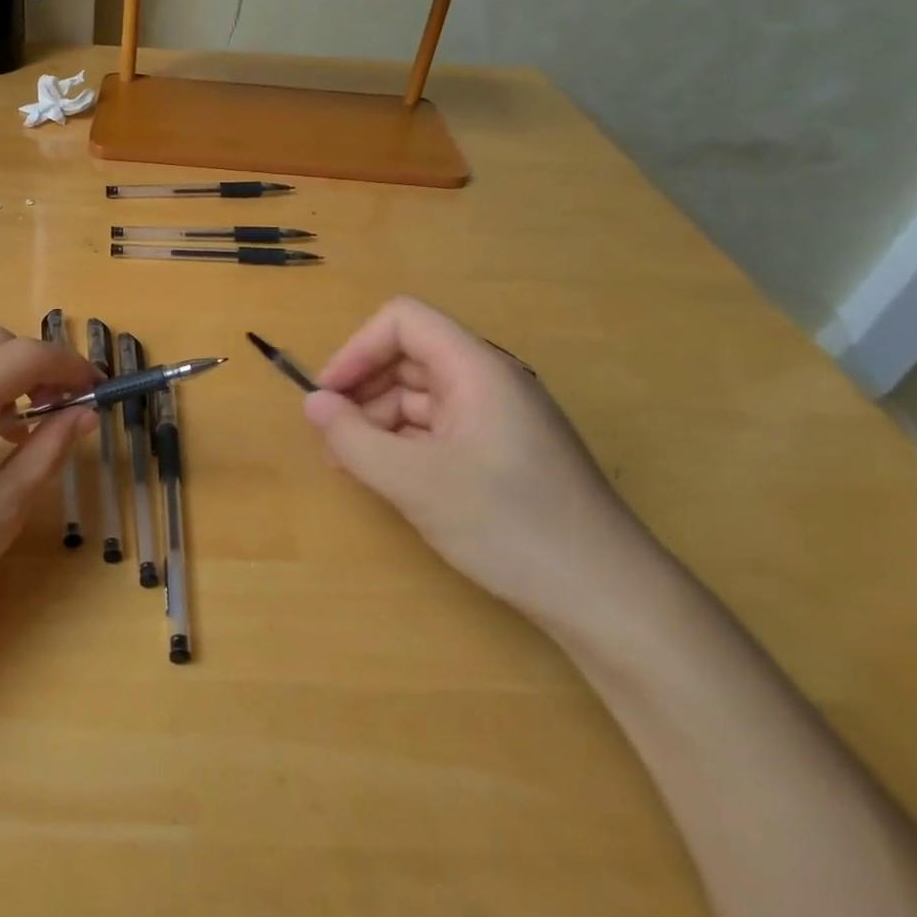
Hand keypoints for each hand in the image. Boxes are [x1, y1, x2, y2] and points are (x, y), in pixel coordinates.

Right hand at [303, 296, 660, 625]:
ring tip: (352, 465)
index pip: (403, 321)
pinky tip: (389, 479)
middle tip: (331, 439)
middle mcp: (488, 381)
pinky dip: (405, 444)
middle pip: (409, 358)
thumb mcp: (414, 482)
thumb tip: (311, 404)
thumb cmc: (507, 524)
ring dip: (378, 421)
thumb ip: (352, 439)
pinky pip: (440, 429)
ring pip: (421, 396)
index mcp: (475, 368)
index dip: (357, 350)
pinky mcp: (502, 452)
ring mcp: (498, 418)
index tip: (328, 397)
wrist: (605, 596)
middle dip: (362, 391)